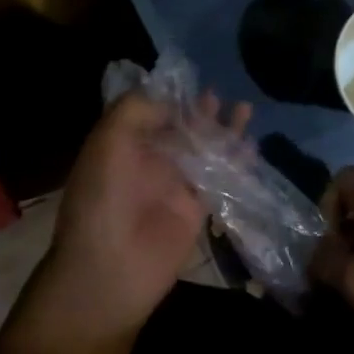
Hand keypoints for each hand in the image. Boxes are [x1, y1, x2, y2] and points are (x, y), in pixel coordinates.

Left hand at [37, 90, 248, 341]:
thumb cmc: (101, 201)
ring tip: (244, 108)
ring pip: (204, 149)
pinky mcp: (196, 209)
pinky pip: (220, 178)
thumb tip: (169, 100)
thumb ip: (135, 111)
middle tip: (218, 94)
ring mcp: (174, 185)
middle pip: (181, 128)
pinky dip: (236, 161)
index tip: (192, 80)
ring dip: (223, 130)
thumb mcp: (107, 144)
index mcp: (123, 144)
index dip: (171, 96)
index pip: (150, 111)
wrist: (109, 272)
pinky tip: (251, 146)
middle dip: (199, 111)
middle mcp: (149, 161)